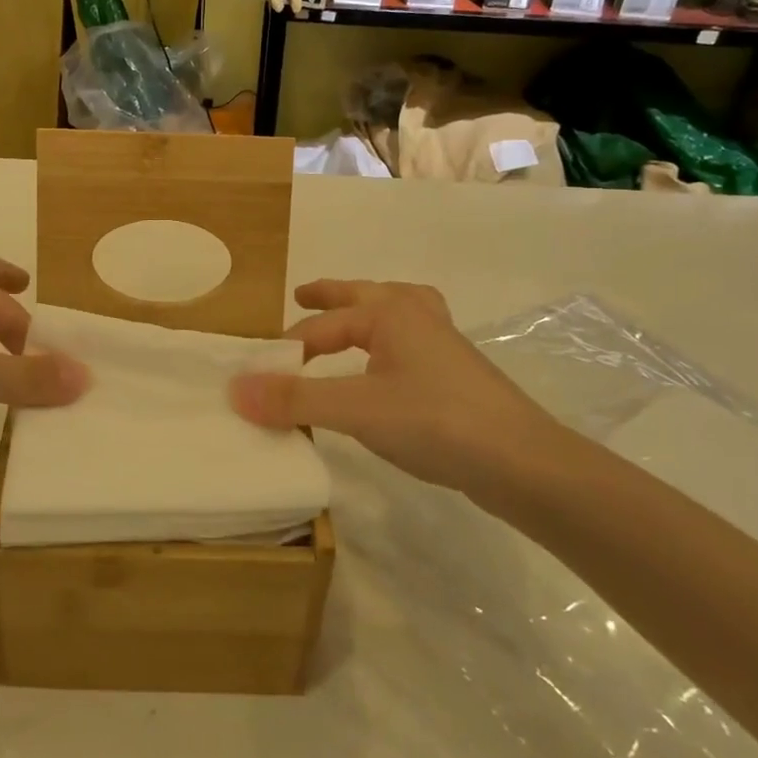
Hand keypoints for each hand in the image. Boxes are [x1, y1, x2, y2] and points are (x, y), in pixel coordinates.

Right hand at [229, 279, 568, 504]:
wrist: (522, 462)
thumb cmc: (435, 421)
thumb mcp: (356, 409)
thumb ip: (295, 399)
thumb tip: (235, 389)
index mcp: (391, 312)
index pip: (322, 326)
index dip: (287, 348)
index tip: (259, 373)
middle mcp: (417, 316)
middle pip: (364, 296)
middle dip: (331, 296)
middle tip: (301, 295)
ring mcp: (443, 343)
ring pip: (398, 311)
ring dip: (368, 310)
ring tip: (351, 317)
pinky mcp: (458, 372)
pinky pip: (413, 339)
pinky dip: (392, 338)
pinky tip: (389, 364)